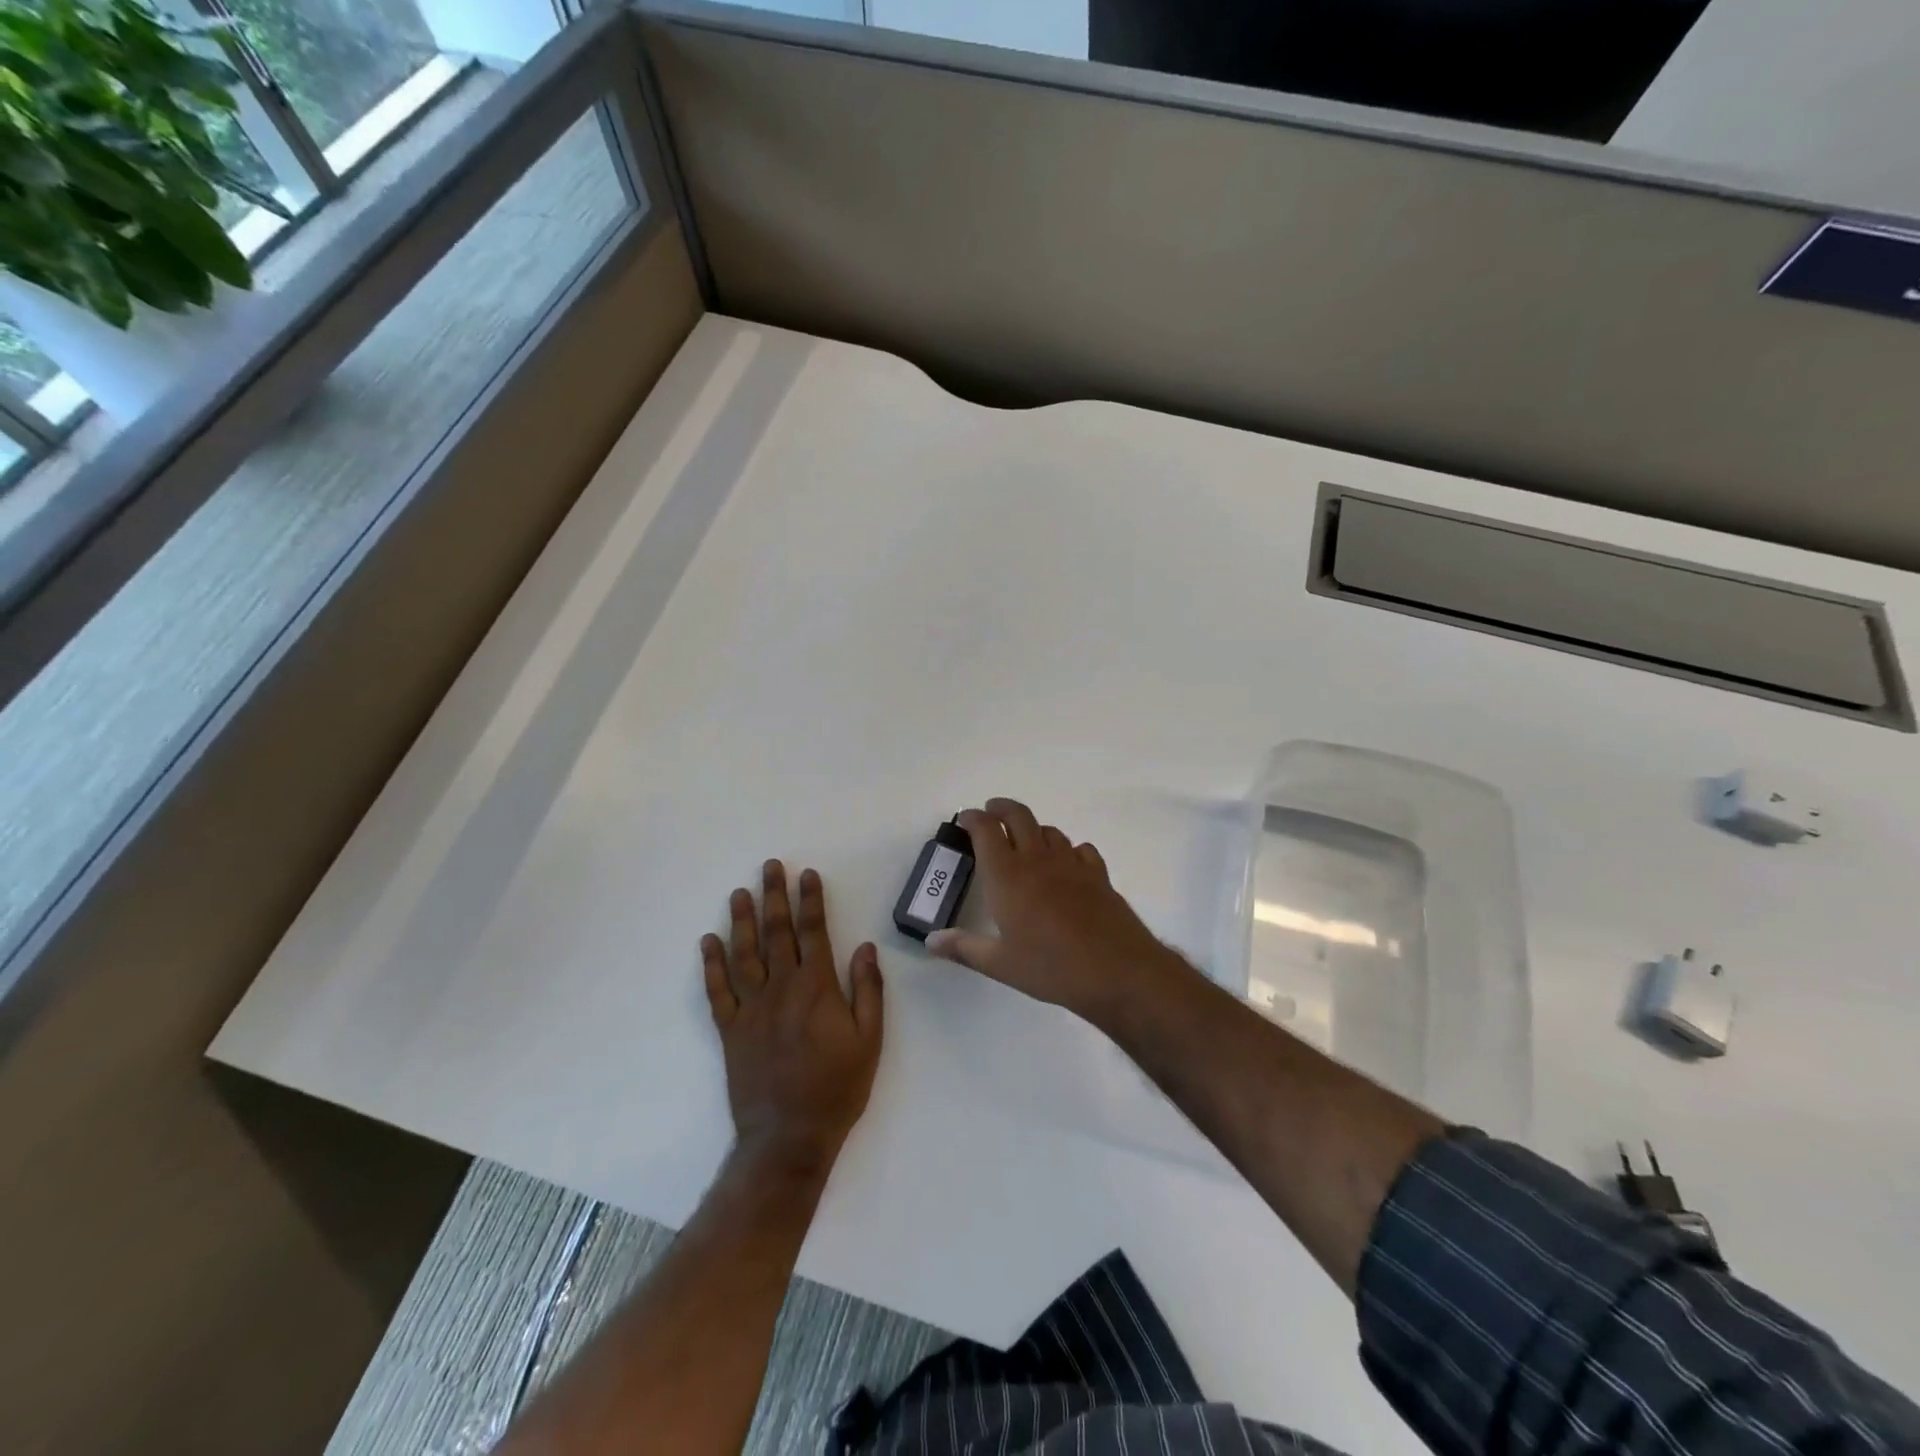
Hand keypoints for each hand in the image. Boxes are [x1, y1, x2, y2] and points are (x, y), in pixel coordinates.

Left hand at [702, 862, 883, 1172]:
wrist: (789, 1137)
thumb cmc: (837, 1087)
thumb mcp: (870, 1040)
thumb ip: (867, 990)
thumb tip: (865, 947)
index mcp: (816, 988)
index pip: (813, 932)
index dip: (810, 901)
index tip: (807, 874)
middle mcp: (781, 988)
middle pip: (776, 933)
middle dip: (774, 897)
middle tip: (769, 867)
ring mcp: (751, 1008)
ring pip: (744, 954)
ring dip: (742, 921)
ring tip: (739, 893)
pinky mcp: (731, 1030)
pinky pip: (717, 991)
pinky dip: (711, 965)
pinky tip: (708, 942)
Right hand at [926, 798, 1184, 1026]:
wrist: (1117, 970)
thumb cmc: (1051, 967)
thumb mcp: (1000, 964)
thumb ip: (964, 948)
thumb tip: (931, 941)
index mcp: (1007, 876)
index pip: (986, 830)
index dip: (973, 818)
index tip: (964, 819)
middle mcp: (1037, 859)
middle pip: (1019, 815)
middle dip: (1001, 808)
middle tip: (991, 812)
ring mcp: (1071, 863)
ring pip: (1049, 830)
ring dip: (1033, 829)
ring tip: (1024, 841)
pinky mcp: (1098, 874)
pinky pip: (1079, 848)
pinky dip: (1067, 849)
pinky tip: (1066, 864)